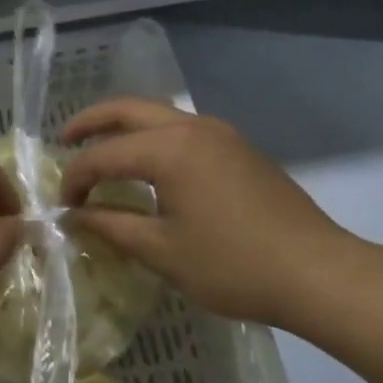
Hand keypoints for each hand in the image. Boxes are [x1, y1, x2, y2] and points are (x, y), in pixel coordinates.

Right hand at [59, 99, 366, 331]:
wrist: (318, 272)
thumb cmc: (233, 265)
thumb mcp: (162, 251)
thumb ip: (111, 225)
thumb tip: (73, 216)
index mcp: (169, 149)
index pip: (103, 155)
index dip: (75, 180)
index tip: (63, 208)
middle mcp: (192, 127)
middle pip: (128, 109)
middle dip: (91, 121)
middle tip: (64, 139)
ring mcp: (221, 134)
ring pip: (158, 115)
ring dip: (124, 126)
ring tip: (101, 149)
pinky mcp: (239, 149)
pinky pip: (182, 129)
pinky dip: (153, 137)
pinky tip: (148, 166)